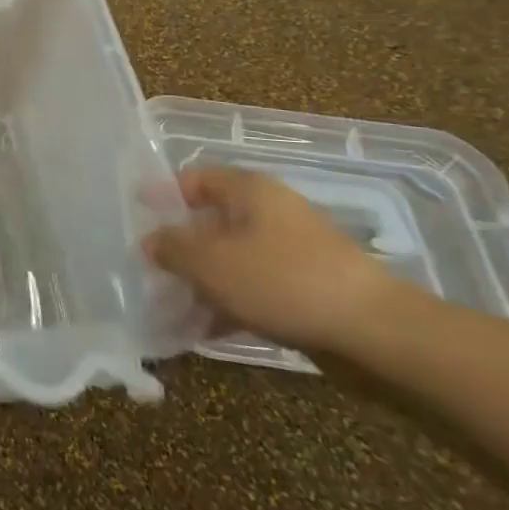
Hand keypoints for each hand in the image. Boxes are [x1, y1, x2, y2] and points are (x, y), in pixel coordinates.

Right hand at [142, 168, 409, 354]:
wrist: (372, 330)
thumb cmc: (280, 280)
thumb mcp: (210, 263)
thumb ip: (172, 248)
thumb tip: (150, 241)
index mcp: (248, 190)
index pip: (193, 179)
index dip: (162, 195)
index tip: (136, 217)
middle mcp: (269, 211)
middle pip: (211, 220)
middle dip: (179, 246)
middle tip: (149, 268)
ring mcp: (291, 249)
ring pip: (231, 257)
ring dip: (201, 279)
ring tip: (171, 306)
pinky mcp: (305, 284)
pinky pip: (254, 285)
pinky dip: (229, 301)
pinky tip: (206, 329)